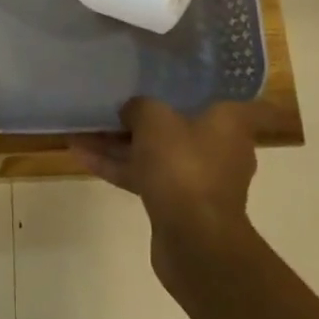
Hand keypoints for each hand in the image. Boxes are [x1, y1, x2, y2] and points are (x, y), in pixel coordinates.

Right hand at [72, 98, 258, 274]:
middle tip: (119, 101)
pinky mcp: (177, 204)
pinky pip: (146, 176)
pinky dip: (119, 166)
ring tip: (86, 127)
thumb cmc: (184, 164)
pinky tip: (81, 155)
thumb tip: (131, 110)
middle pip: (182, 124)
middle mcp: (220, 149)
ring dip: (123, 142)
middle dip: (147, 116)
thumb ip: (139, 107)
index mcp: (229, 124)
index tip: (187, 79)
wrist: (194, 239)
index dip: (214, 88)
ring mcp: (198, 180)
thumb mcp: (154, 119)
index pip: (237, 101)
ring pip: (157, 152)